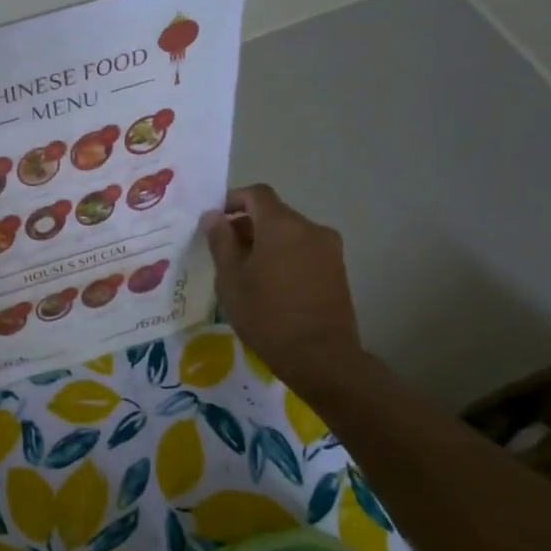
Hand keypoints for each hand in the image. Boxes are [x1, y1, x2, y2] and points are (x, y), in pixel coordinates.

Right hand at [200, 185, 361, 390]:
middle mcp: (310, 228)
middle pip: (274, 214)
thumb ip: (220, 241)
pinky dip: (283, 256)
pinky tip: (269, 284)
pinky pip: (303, 250)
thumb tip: (213, 215)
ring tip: (245, 272)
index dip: (232, 200)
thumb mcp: (230, 279)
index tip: (214, 219)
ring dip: (266, 242)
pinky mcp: (337, 269)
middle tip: (223, 251)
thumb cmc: (266, 314)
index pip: (256, 194)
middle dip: (247, 225)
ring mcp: (328, 249)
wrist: (319, 356)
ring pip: (289, 233)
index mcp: (282, 225)